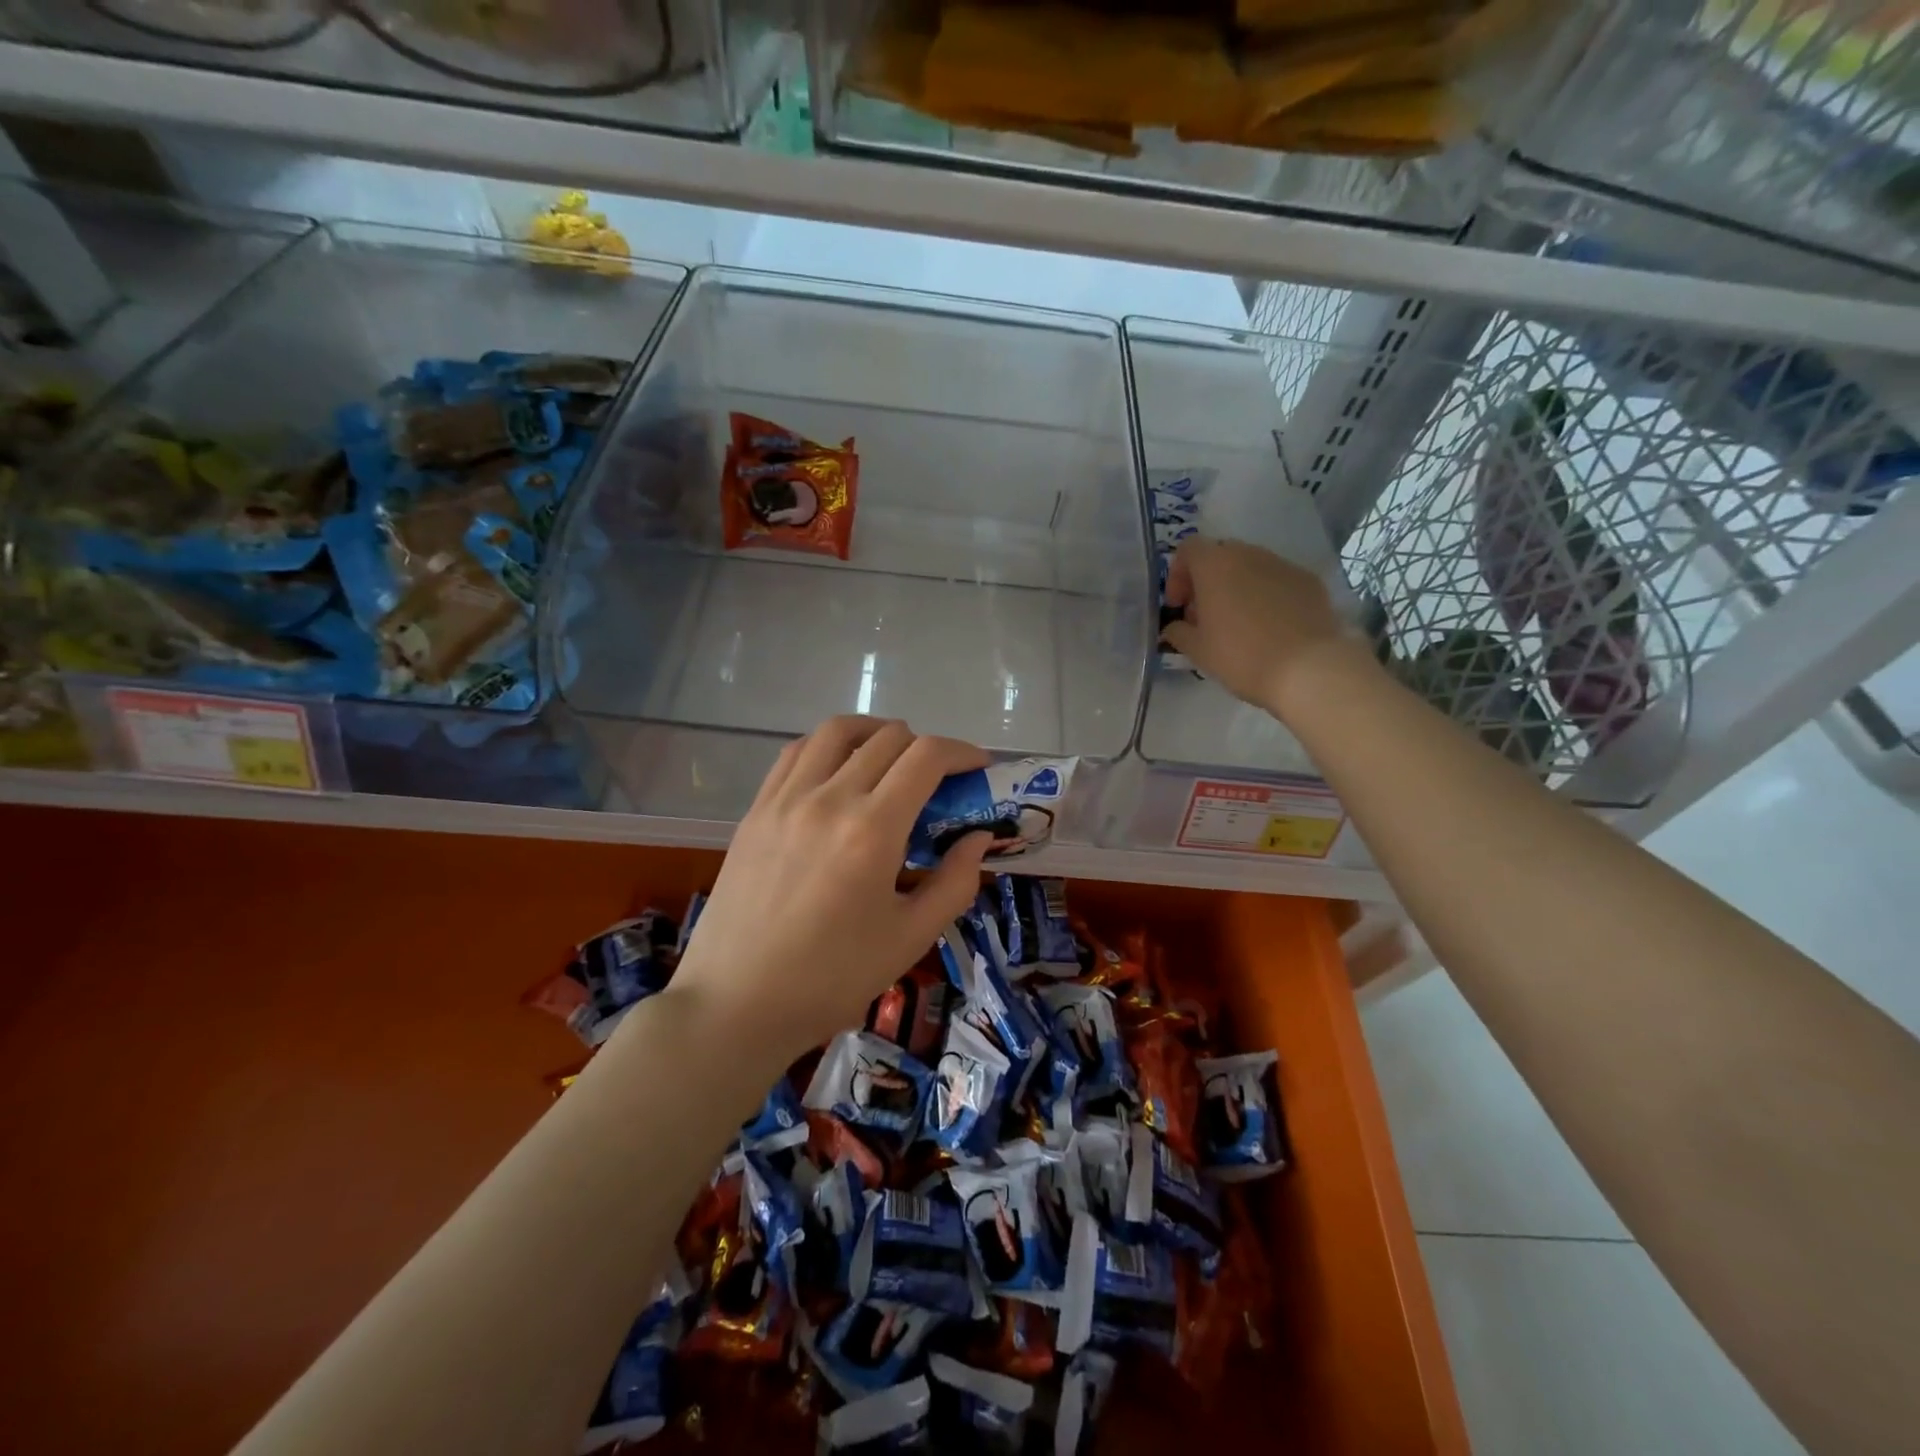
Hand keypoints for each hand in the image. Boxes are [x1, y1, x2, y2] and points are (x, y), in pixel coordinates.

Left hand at [669, 716, 993, 1063]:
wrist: (736, 1003)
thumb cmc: (832, 979)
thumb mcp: (910, 938)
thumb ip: (955, 882)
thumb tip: (978, 838)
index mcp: (873, 829)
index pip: (927, 756)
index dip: (962, 752)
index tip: (979, 767)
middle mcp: (829, 798)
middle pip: (889, 738)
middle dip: (926, 748)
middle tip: (939, 781)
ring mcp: (786, 799)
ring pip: (838, 731)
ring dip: (876, 734)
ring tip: (890, 760)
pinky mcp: (757, 809)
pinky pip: (797, 752)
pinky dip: (829, 747)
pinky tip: (838, 772)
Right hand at [1161, 537, 1361, 717]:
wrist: (1309, 668)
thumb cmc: (1241, 656)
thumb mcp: (1197, 651)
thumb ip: (1178, 632)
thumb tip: (1176, 626)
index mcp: (1215, 565)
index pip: (1188, 549)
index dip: (1177, 575)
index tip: (1179, 606)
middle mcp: (1249, 554)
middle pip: (1220, 555)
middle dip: (1208, 581)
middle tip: (1205, 616)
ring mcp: (1283, 564)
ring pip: (1251, 566)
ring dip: (1237, 587)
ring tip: (1239, 623)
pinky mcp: (1309, 580)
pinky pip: (1278, 580)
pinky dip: (1267, 595)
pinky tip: (1270, 627)